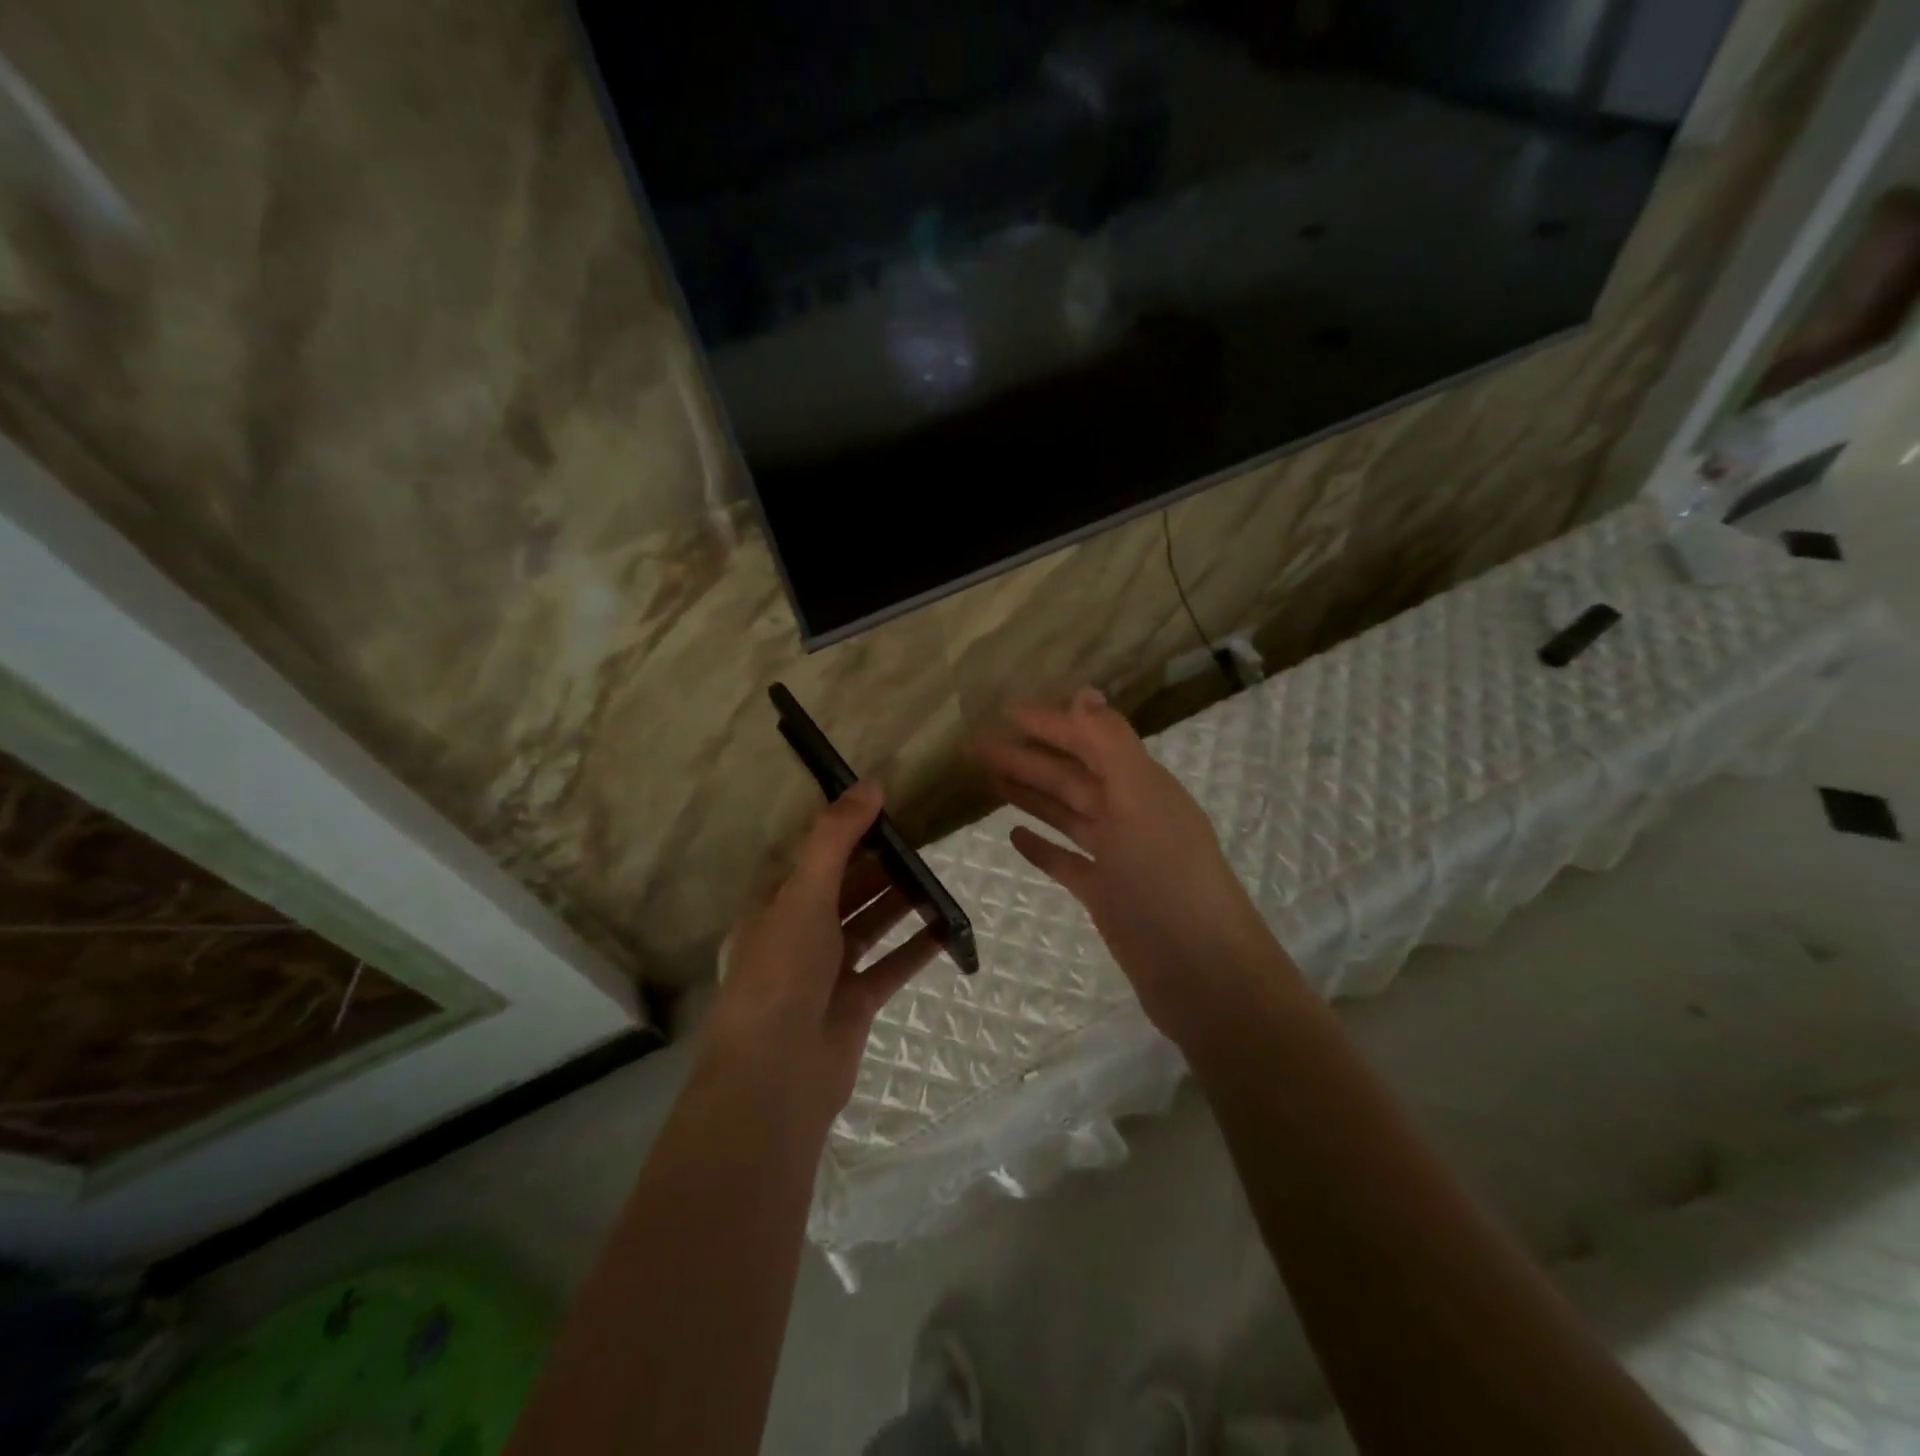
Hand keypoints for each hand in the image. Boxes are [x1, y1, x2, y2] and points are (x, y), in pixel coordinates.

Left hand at [697, 783, 939, 1133]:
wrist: (777, 1075)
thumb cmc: (782, 972)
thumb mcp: (804, 894)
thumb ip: (836, 838)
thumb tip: (870, 785)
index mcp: (775, 905)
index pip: (815, 858)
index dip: (848, 833)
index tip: (888, 810)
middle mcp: (799, 934)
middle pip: (847, 889)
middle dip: (882, 866)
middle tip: (925, 840)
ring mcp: (828, 970)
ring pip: (871, 924)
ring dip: (901, 902)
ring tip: (939, 875)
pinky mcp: (856, 1002)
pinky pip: (892, 965)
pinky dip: (917, 947)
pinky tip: (948, 928)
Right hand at [978, 688, 1291, 1042]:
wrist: (1201, 973)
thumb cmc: (1168, 879)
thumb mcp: (1141, 800)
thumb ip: (1111, 745)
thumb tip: (1084, 692)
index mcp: (1141, 786)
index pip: (1088, 742)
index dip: (1049, 724)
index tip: (1005, 712)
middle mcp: (1130, 814)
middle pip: (1071, 777)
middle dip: (1028, 758)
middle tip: (978, 747)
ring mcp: (1118, 857)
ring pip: (1066, 814)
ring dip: (1031, 795)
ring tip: (990, 780)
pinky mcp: (1106, 894)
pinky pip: (1067, 861)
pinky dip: (1042, 847)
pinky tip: (1014, 837)